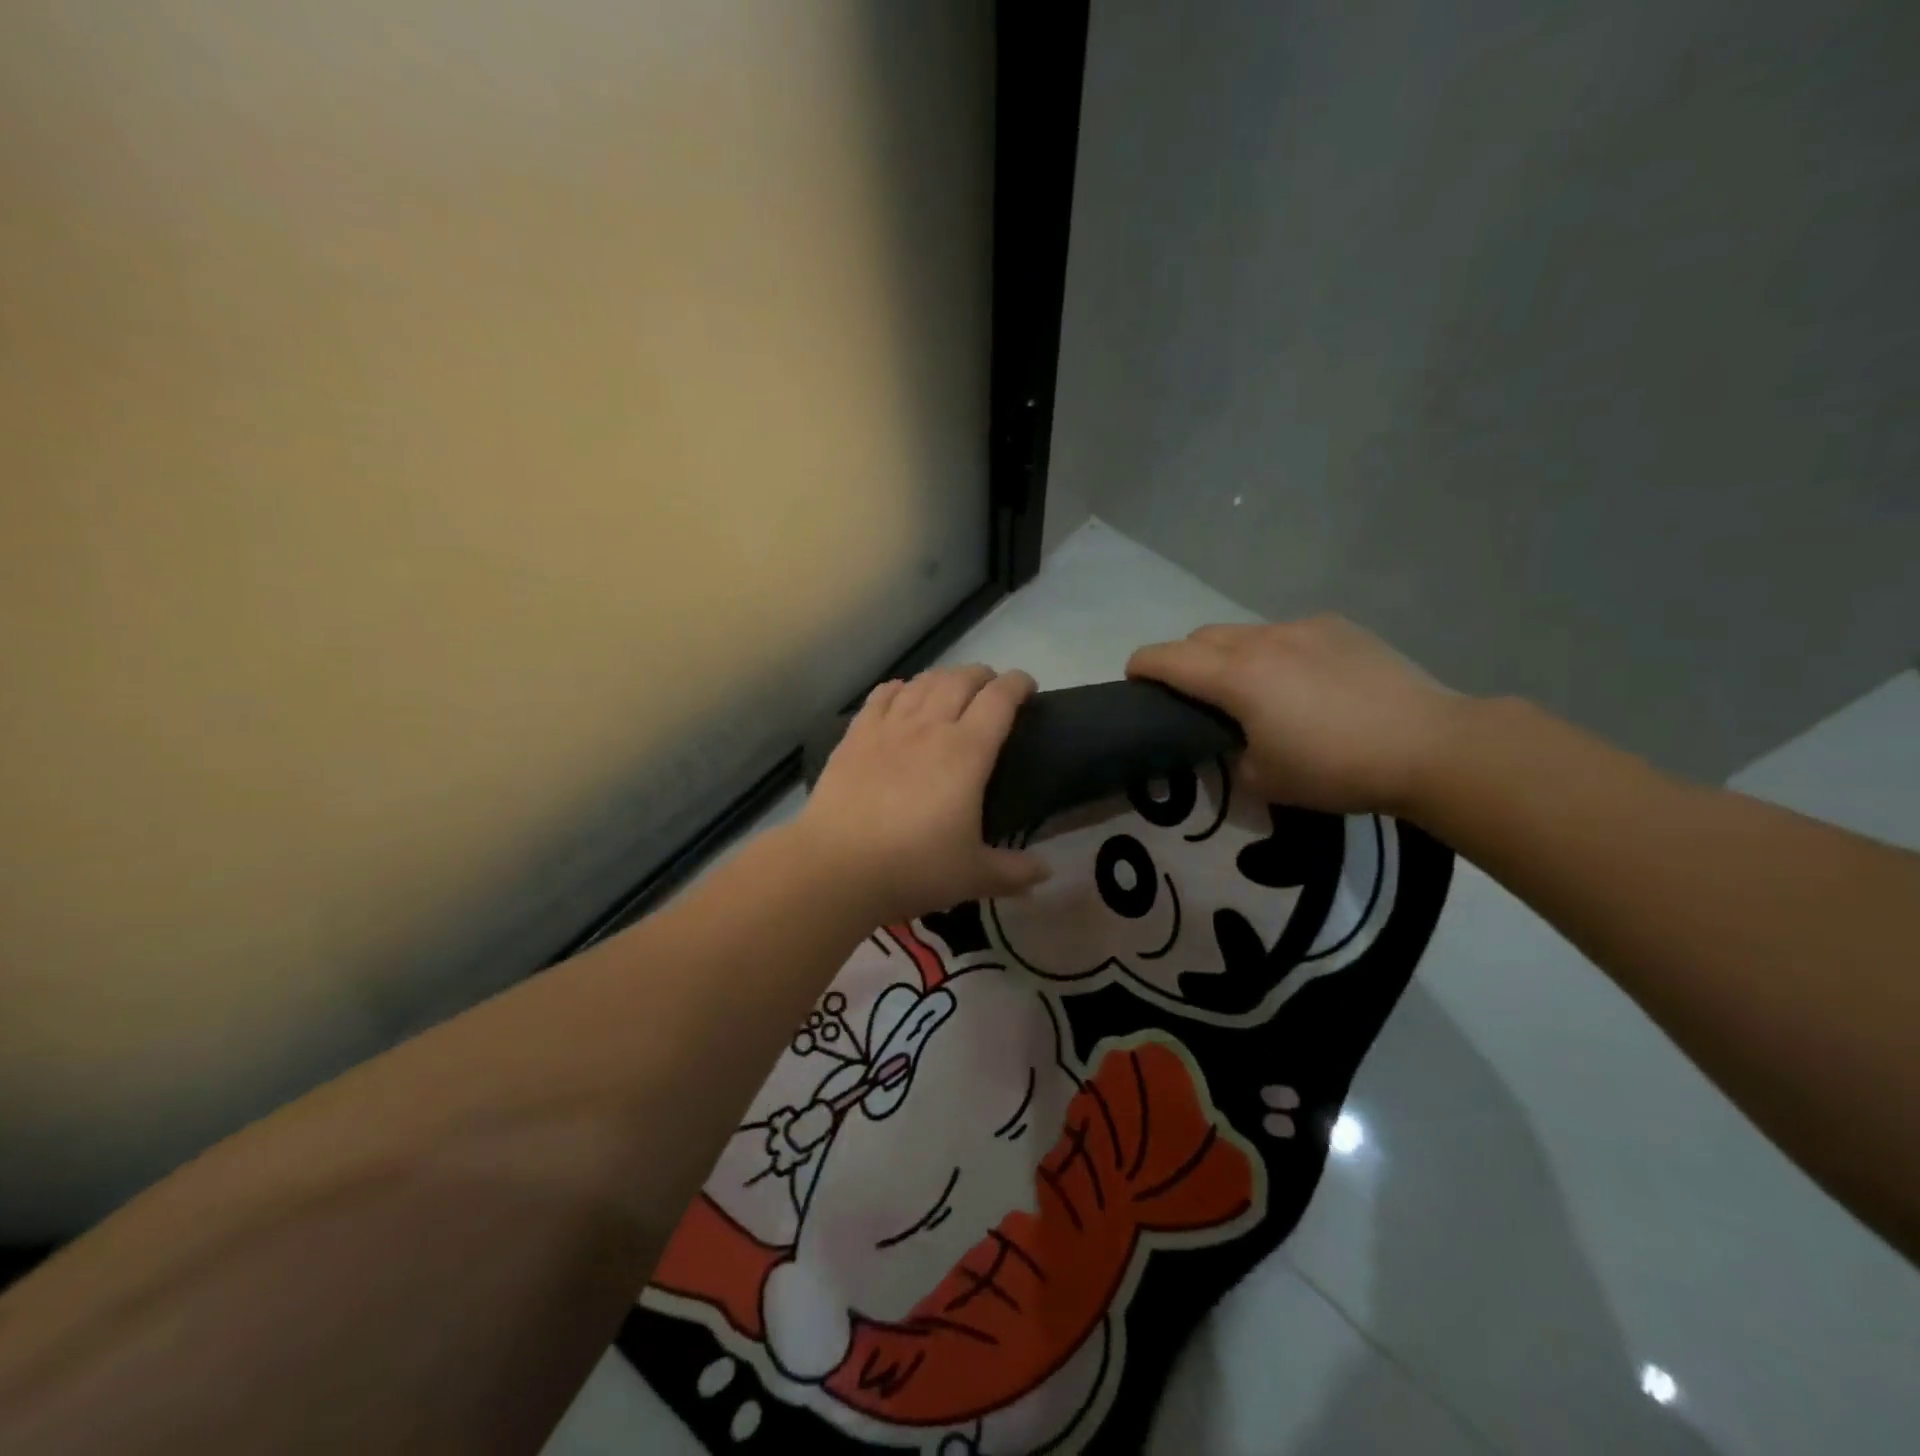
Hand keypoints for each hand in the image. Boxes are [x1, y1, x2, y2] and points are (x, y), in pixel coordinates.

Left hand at [793, 664, 1051, 923]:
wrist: (836, 866)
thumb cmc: (913, 867)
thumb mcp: (973, 876)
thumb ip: (1015, 872)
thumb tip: (1046, 872)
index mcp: (966, 752)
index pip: (999, 700)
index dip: (1018, 684)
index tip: (1028, 686)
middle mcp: (929, 727)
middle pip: (960, 680)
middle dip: (982, 675)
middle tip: (992, 687)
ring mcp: (888, 728)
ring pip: (921, 683)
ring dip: (944, 677)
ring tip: (952, 686)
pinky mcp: (855, 737)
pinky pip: (881, 697)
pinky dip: (898, 688)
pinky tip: (901, 692)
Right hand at [1127, 616, 1463, 815]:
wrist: (1429, 745)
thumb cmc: (1335, 768)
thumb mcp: (1264, 779)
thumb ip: (1230, 754)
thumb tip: (1231, 741)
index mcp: (1236, 677)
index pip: (1167, 658)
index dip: (1141, 666)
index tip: (1133, 680)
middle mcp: (1262, 640)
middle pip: (1201, 636)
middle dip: (1184, 659)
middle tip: (1194, 694)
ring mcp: (1303, 628)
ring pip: (1245, 632)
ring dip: (1231, 655)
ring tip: (1253, 689)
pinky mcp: (1339, 628)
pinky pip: (1288, 633)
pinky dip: (1276, 652)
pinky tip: (1305, 682)